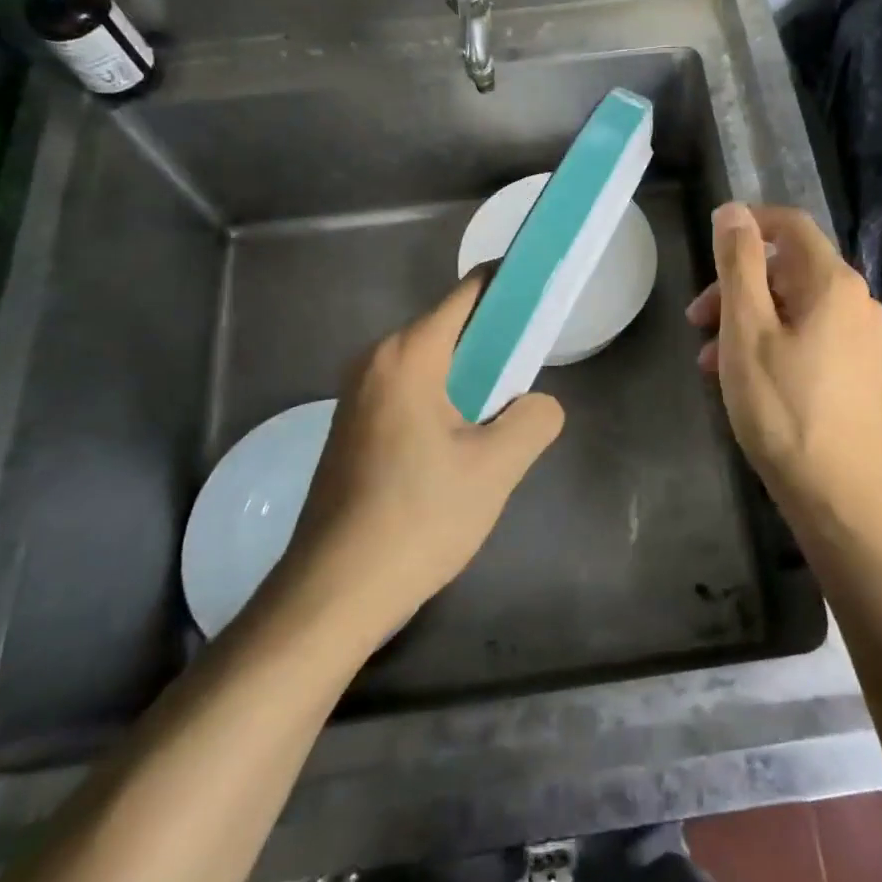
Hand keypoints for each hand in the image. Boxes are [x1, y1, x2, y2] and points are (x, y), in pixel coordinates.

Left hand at [269, 272, 563, 636]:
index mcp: (408, 355)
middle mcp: (376, 361)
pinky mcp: (353, 428)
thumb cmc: (418, 519)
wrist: (333, 593)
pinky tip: (463, 446)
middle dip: (497, 343)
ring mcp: (357, 395)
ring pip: (433, 365)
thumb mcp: (496, 468)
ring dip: (473, 379)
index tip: (548, 296)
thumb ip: (534, 418)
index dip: (512, 287)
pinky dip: (446, 401)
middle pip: (451, 328)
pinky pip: (412, 393)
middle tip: (534, 375)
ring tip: (504, 418)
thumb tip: (537, 405)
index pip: (470, 294)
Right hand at [687, 204, 881, 513]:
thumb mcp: (747, 330)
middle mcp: (856, 301)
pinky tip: (743, 379)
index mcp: (833, 282)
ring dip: (747, 320)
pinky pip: (808, 336)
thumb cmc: (784, 408)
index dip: (747, 224)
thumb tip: (733, 211)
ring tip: (710, 361)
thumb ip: (739, 264)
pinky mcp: (858, 371)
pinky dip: (771, 343)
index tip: (708, 247)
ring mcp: (861, 338)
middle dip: (737, 285)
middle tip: (697, 321)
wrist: (841, 496)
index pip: (790, 224)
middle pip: (788, 269)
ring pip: (794, 306)